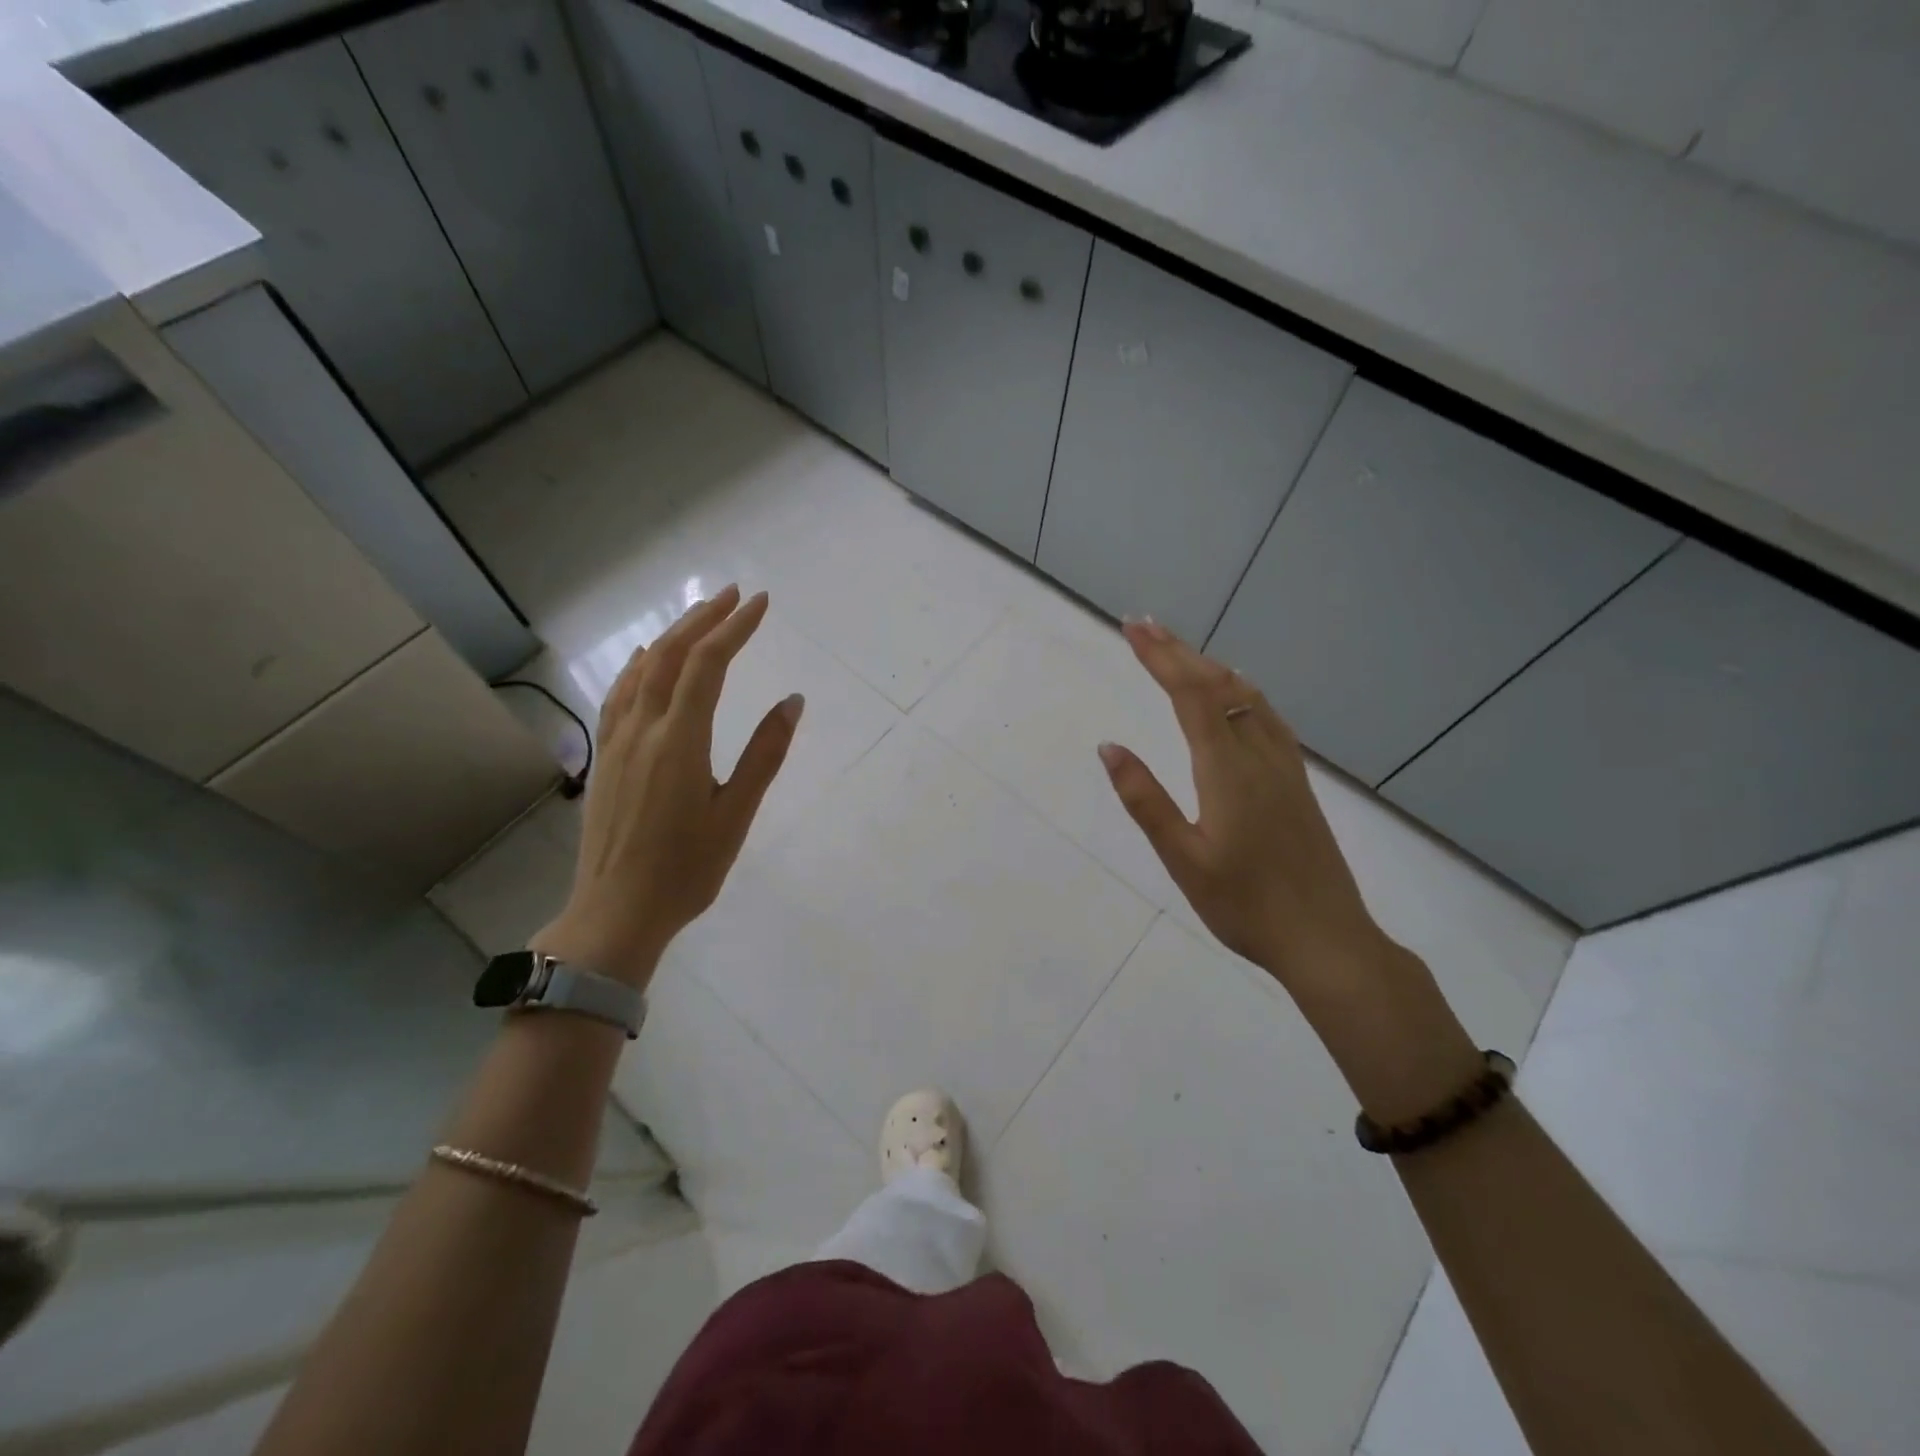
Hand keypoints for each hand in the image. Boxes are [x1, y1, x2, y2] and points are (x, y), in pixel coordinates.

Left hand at [531, 586, 801, 988]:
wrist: (616, 911)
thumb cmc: (686, 869)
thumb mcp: (736, 815)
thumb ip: (764, 754)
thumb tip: (793, 701)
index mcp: (679, 741)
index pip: (708, 665)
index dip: (735, 628)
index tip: (761, 603)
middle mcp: (642, 729)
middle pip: (671, 656)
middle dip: (704, 618)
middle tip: (734, 594)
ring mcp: (617, 741)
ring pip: (641, 669)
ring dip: (672, 635)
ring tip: (699, 615)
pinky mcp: (605, 756)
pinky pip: (620, 693)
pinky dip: (639, 665)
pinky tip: (645, 660)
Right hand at [1097, 618, 1389, 992]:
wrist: (1327, 939)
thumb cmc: (1246, 906)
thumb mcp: (1184, 859)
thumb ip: (1146, 800)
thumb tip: (1109, 747)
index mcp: (1228, 769)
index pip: (1192, 694)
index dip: (1161, 656)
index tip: (1132, 627)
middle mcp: (1260, 754)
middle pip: (1220, 684)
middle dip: (1179, 651)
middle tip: (1144, 625)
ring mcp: (1285, 766)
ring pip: (1247, 696)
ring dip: (1210, 666)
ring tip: (1180, 652)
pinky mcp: (1298, 781)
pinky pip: (1266, 716)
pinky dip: (1241, 689)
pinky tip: (1237, 694)